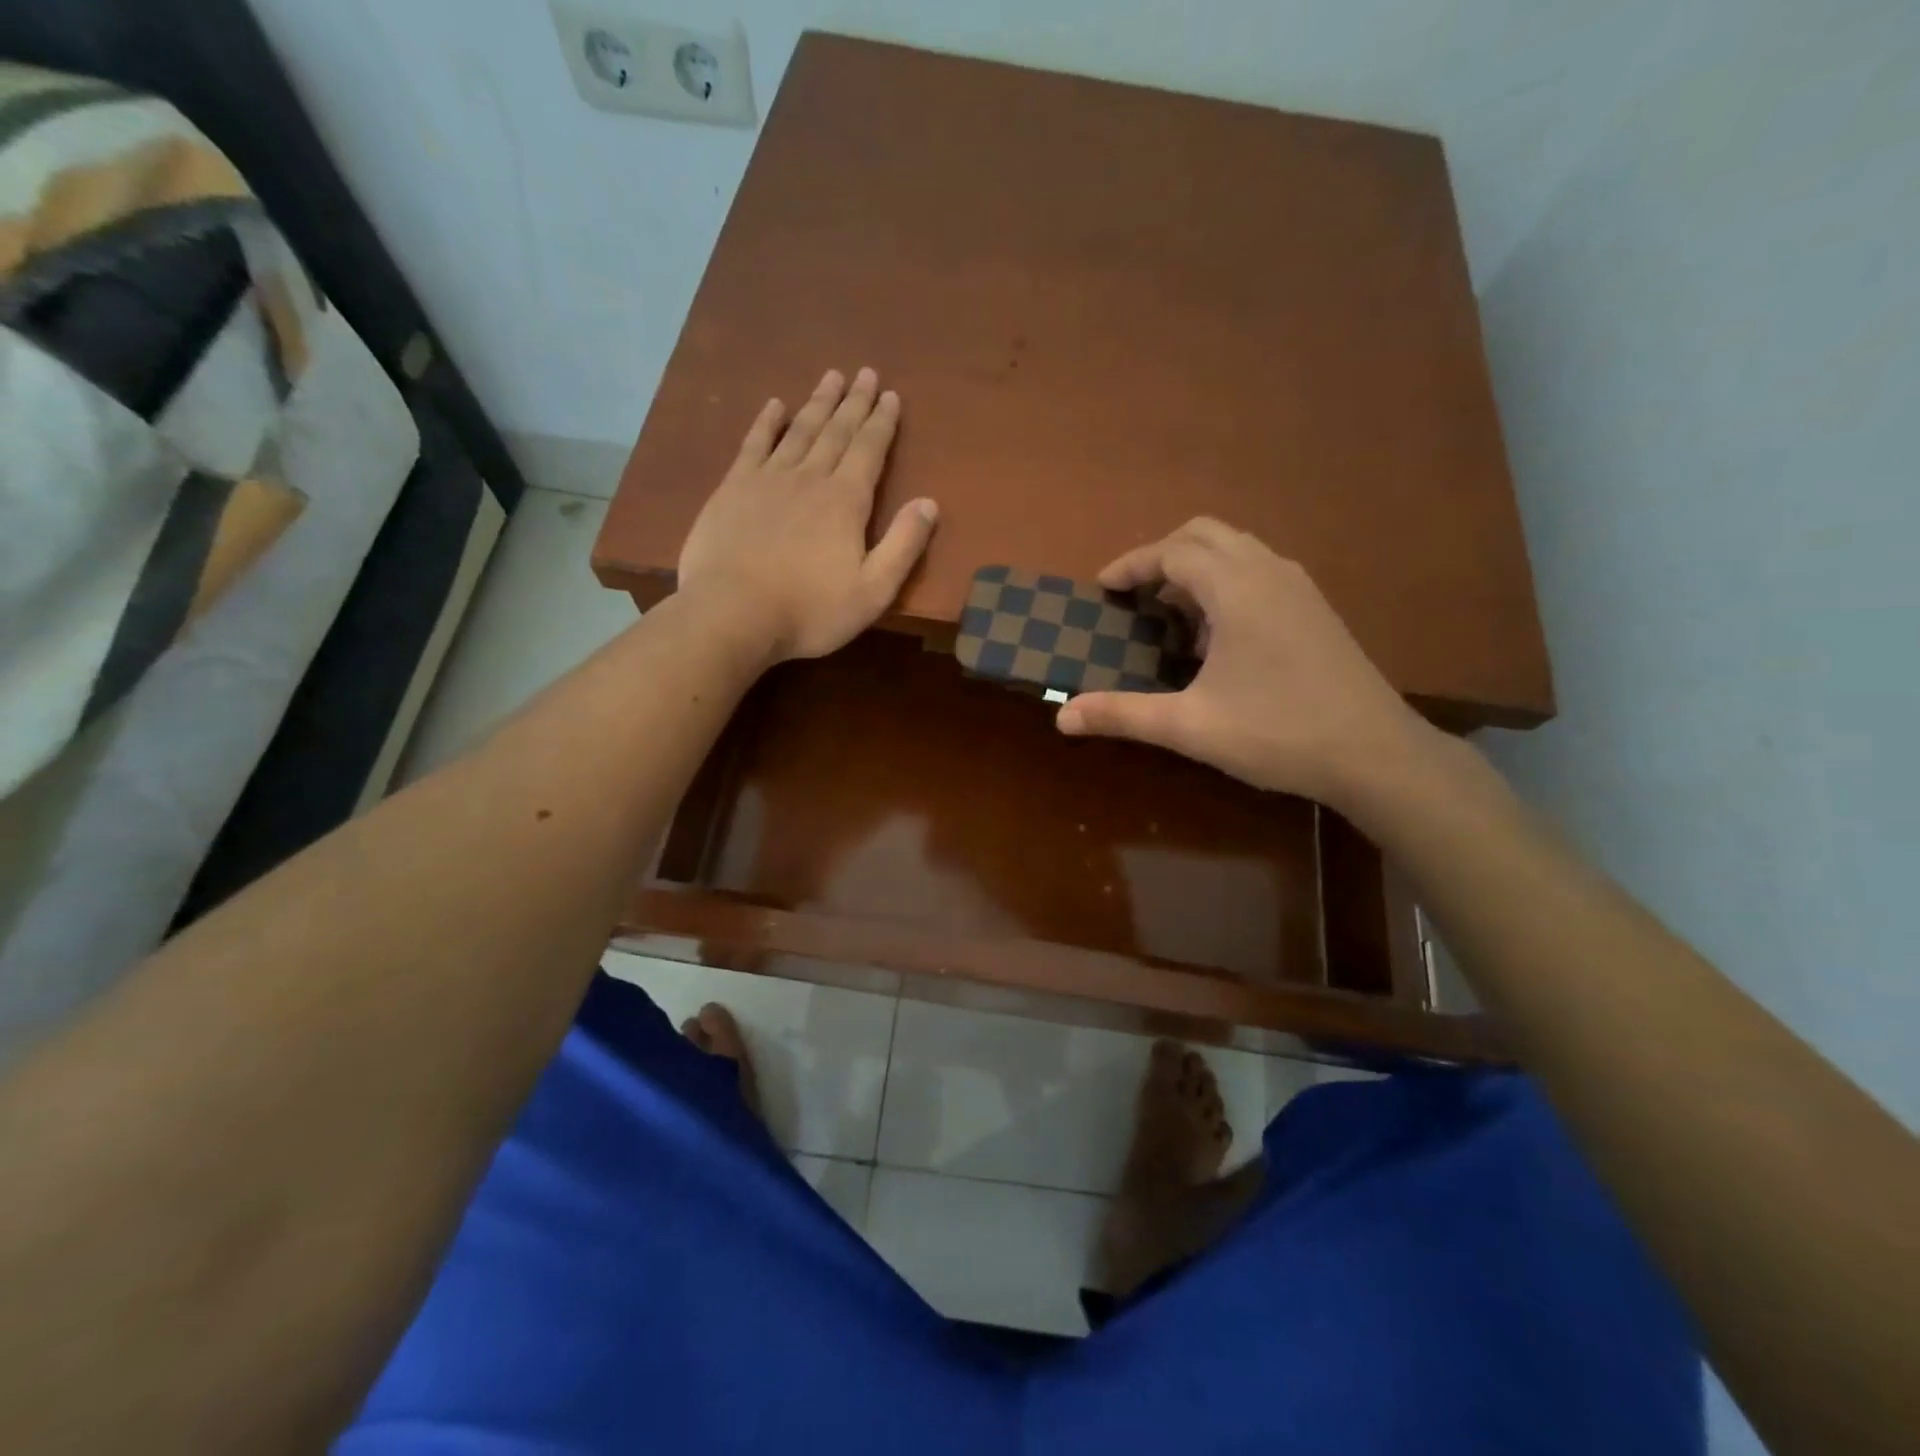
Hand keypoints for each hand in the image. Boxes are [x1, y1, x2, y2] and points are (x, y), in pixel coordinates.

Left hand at [677, 367, 937, 661]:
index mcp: (846, 501)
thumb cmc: (809, 611)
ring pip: (799, 430)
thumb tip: (929, 503)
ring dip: (818, 403)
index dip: (882, 422)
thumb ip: (903, 546)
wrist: (732, 615)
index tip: (890, 395)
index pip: (869, 450)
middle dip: (854, 402)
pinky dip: (767, 422)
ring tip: (831, 377)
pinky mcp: (733, 489)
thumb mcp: (872, 591)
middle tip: (865, 373)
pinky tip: (775, 405)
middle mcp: (809, 478)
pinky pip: (754, 444)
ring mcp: (767, 479)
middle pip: (837, 431)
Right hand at [1055, 518, 1429, 805]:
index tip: (1102, 587)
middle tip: (1133, 594)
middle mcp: (1269, 572)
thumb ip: (1123, 714)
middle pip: (1205, 534)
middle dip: (1162, 555)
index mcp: (1237, 588)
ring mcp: (1299, 588)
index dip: (1132, 565)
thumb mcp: (1189, 726)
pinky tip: (1217, 637)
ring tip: (1170, 615)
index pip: (1173, 551)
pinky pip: (1259, 573)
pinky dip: (1226, 584)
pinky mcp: (1316, 609)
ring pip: (1237, 551)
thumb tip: (1062, 716)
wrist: (1375, 754)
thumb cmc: (1277, 732)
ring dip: (1196, 569)